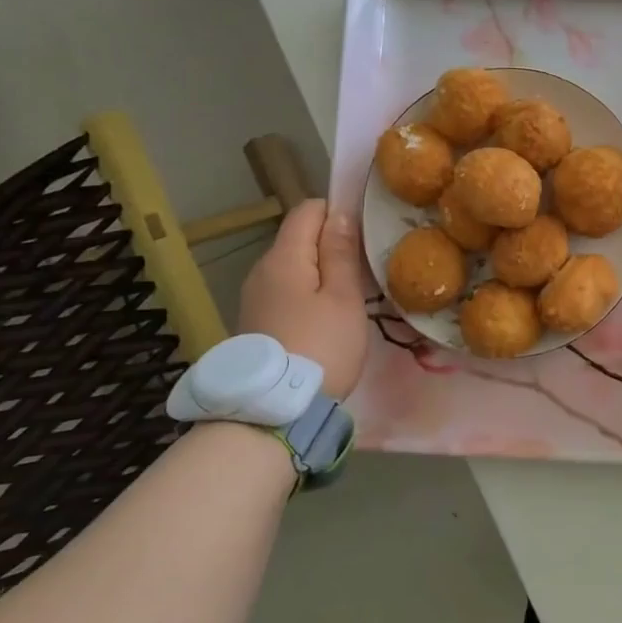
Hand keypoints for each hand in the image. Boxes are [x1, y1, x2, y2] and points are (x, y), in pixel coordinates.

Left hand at [238, 200, 368, 398]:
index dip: (338, 211)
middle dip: (332, 243)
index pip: (308, 210)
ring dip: (322, 271)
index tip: (365, 234)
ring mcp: (255, 297)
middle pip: (299, 237)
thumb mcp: (343, 298)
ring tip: (352, 294)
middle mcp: (262, 270)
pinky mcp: (256, 321)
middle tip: (366, 268)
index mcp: (283, 257)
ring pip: (294, 266)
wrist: (274, 412)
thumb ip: (341, 252)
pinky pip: (287, 289)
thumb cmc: (321, 347)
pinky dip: (309, 292)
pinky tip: (327, 317)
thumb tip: (340, 213)